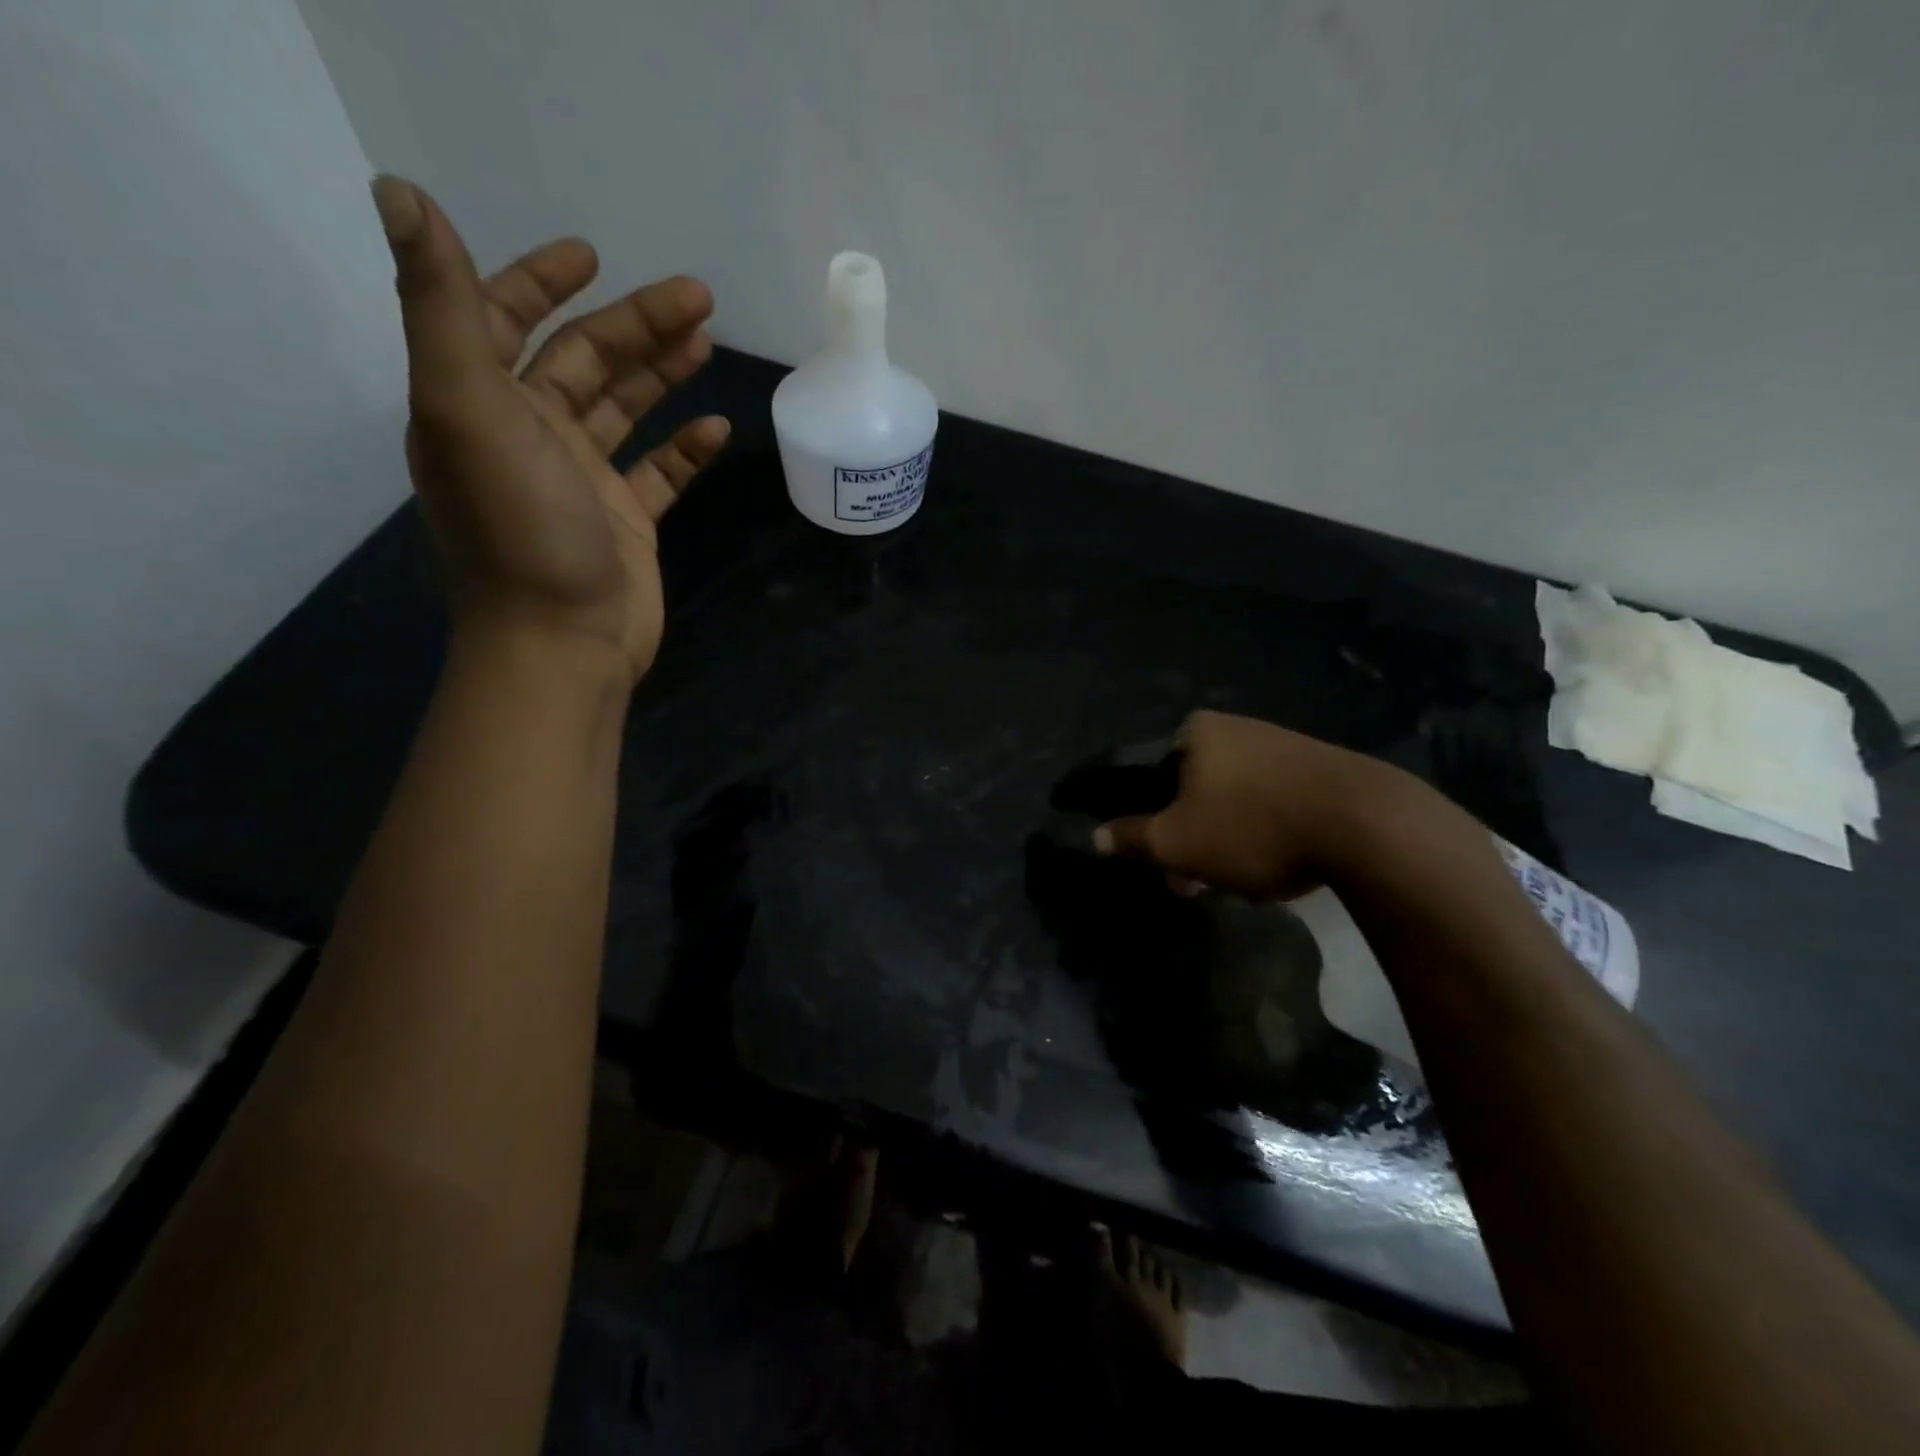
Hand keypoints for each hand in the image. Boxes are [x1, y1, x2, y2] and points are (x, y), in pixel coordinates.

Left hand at [371, 175, 729, 684]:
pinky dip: (685, 448)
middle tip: (698, 299)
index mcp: (482, 404)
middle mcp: (529, 435)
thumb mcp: (469, 411)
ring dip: (662, 374)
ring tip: (707, 343)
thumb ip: (443, 308)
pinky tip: (718, 428)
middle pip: (584, 361)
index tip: (592, 257)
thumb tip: (400, 192)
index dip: (540, 280)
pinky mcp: (627, 522)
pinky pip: (659, 472)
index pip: (505, 320)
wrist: (563, 642)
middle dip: (635, 324)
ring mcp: (583, 482)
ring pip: (625, 410)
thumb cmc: (522, 531)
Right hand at [1092, 710, 1420, 898]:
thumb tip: (1095, 837)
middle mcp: (1235, 728)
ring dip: (1221, 841)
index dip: (1144, 822)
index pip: (1147, 777)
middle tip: (1191, 884)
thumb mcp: (1177, 842)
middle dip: (1186, 840)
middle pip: (1189, 791)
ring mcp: (1281, 745)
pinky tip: (1274, 864)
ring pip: (1229, 800)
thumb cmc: (1252, 826)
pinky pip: (1269, 802)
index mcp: (1194, 732)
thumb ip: (1132, 838)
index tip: (1156, 860)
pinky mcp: (1318, 768)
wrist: (1368, 825)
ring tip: (1234, 883)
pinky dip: (1259, 832)